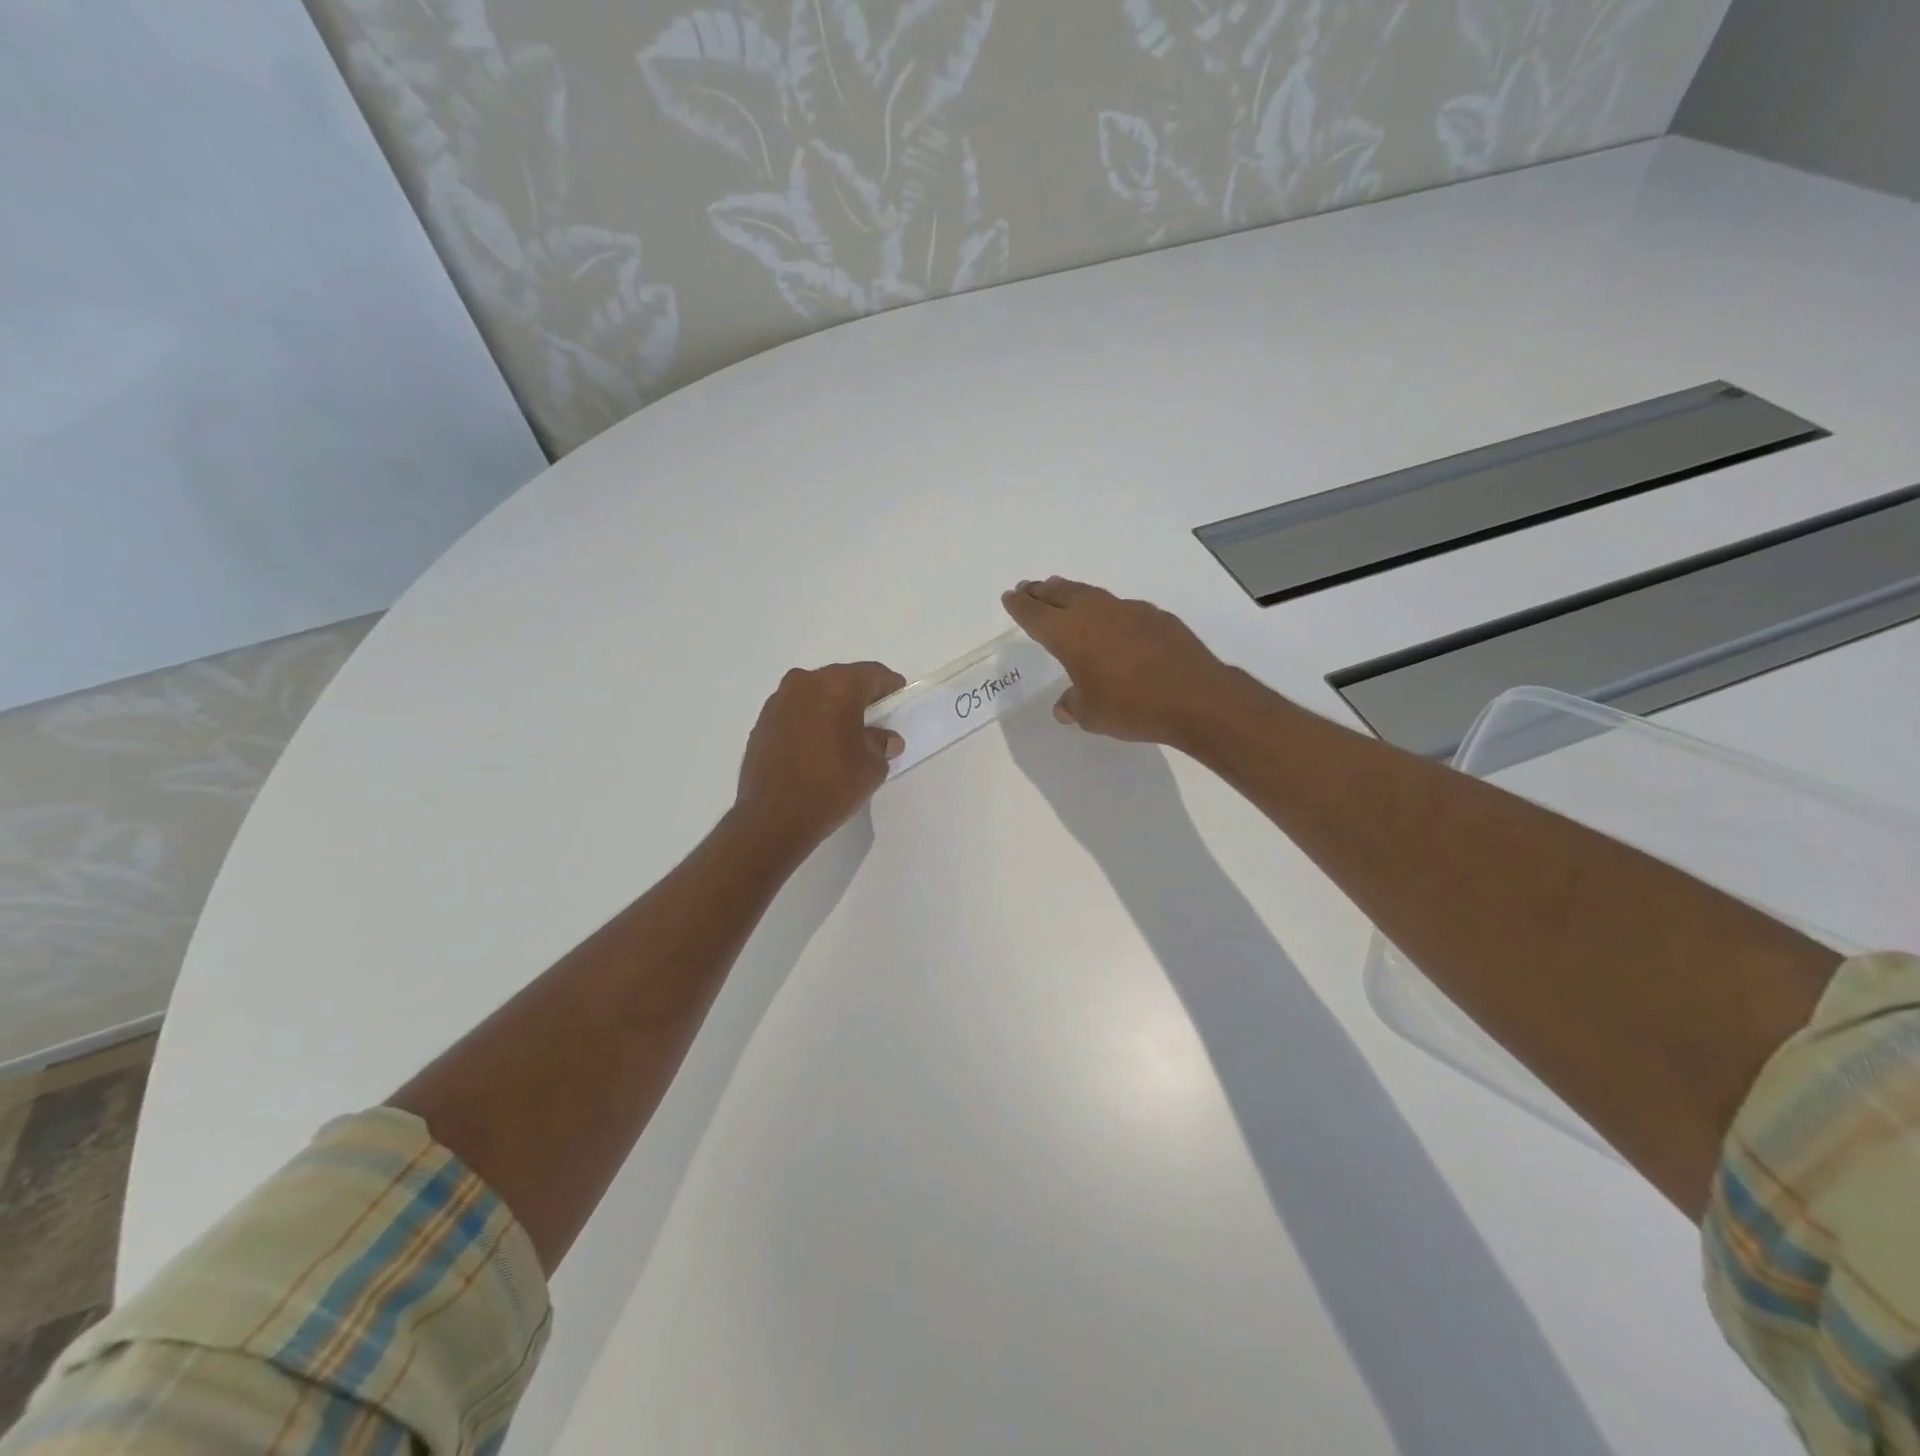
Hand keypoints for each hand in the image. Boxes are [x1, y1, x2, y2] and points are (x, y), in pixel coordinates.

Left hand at [734, 661, 905, 855]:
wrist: (773, 818)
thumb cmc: (832, 786)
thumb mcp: (872, 767)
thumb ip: (881, 744)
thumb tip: (884, 738)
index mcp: (837, 685)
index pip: (873, 674)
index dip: (890, 688)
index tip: (898, 704)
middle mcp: (805, 682)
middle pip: (842, 680)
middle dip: (860, 697)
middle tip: (875, 721)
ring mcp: (778, 701)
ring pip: (815, 695)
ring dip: (832, 709)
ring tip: (844, 736)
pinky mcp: (762, 722)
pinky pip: (796, 712)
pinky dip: (810, 722)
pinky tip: (817, 747)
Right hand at [1001, 577, 1232, 746]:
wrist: (1195, 697)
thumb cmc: (1132, 706)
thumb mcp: (1092, 714)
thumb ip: (1073, 705)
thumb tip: (1064, 707)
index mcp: (1069, 634)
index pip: (1035, 614)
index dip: (1020, 606)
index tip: (1010, 596)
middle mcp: (1095, 613)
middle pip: (1060, 594)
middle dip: (1042, 592)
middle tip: (1030, 588)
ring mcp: (1128, 610)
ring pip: (1090, 594)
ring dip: (1072, 593)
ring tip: (1062, 592)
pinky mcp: (1155, 616)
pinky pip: (1120, 607)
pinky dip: (1106, 609)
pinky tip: (1111, 621)